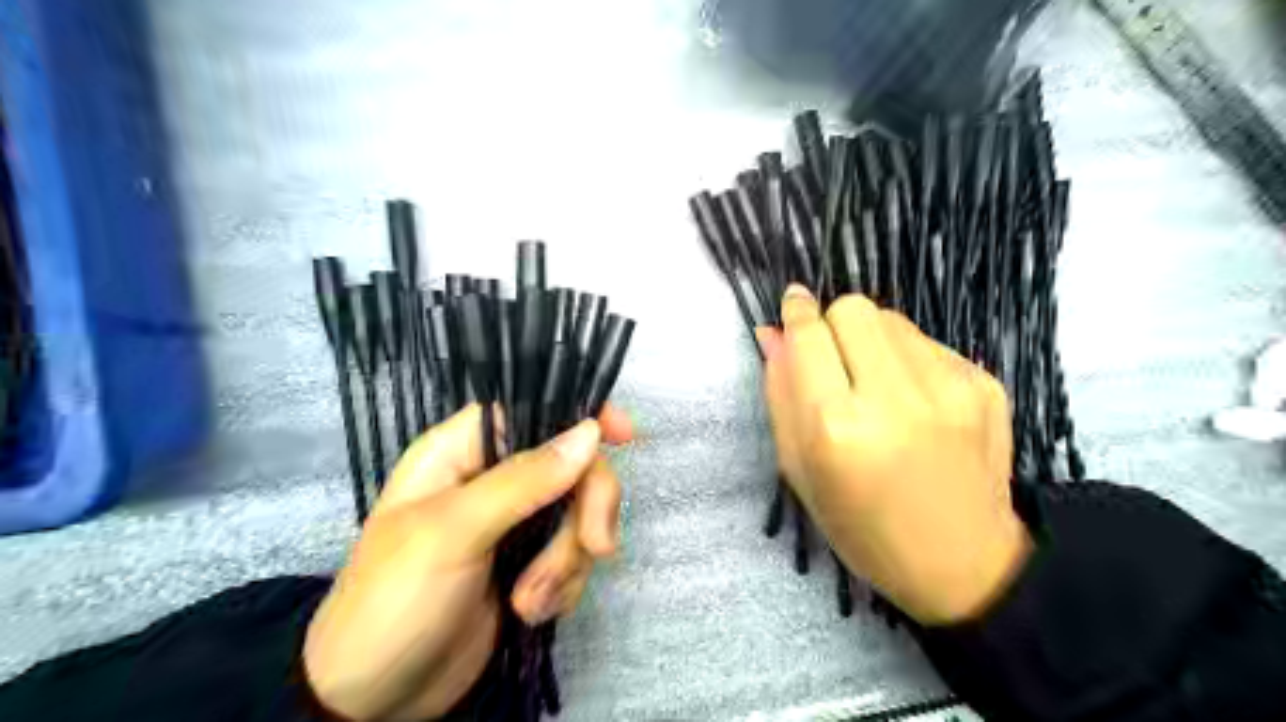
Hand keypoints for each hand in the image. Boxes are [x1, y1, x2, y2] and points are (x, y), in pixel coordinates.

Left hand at [303, 403, 630, 717]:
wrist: (376, 702)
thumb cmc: (394, 601)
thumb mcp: (452, 533)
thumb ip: (522, 481)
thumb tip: (588, 432)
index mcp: (461, 452)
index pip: (530, 410)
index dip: (578, 414)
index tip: (624, 434)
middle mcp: (493, 480)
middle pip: (572, 466)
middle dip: (586, 510)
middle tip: (594, 547)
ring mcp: (515, 525)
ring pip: (579, 516)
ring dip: (567, 562)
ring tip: (528, 601)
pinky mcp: (530, 566)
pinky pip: (575, 558)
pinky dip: (564, 587)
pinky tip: (530, 613)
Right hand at [756, 284, 1033, 623]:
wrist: (963, 563)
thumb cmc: (862, 527)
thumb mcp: (800, 469)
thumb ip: (781, 394)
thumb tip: (773, 332)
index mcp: (837, 427)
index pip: (810, 336)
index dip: (796, 313)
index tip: (792, 305)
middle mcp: (895, 397)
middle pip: (854, 308)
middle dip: (833, 323)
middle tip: (834, 360)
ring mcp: (949, 387)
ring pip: (892, 319)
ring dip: (871, 340)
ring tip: (875, 386)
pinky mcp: (985, 384)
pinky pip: (927, 342)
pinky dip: (907, 359)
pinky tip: (914, 402)